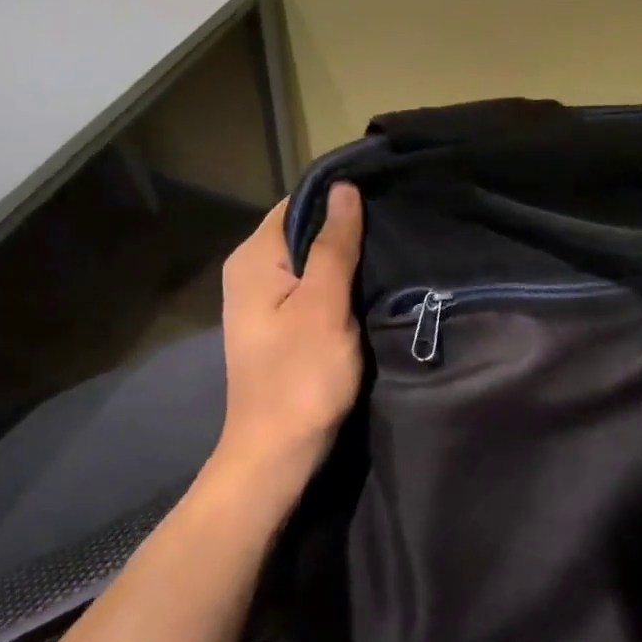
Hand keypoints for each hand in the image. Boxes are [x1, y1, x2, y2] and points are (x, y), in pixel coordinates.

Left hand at [212, 184, 365, 505]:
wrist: (276, 453)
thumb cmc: (301, 377)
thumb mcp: (324, 305)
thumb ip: (334, 245)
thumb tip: (344, 188)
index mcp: (253, 258)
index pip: (297, 204)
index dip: (337, 198)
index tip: (382, 198)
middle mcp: (249, 271)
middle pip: (301, 231)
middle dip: (343, 229)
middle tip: (393, 227)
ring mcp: (260, 300)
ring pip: (307, 261)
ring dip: (342, 259)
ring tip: (387, 253)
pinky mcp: (275, 324)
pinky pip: (307, 288)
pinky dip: (334, 285)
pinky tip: (364, 288)